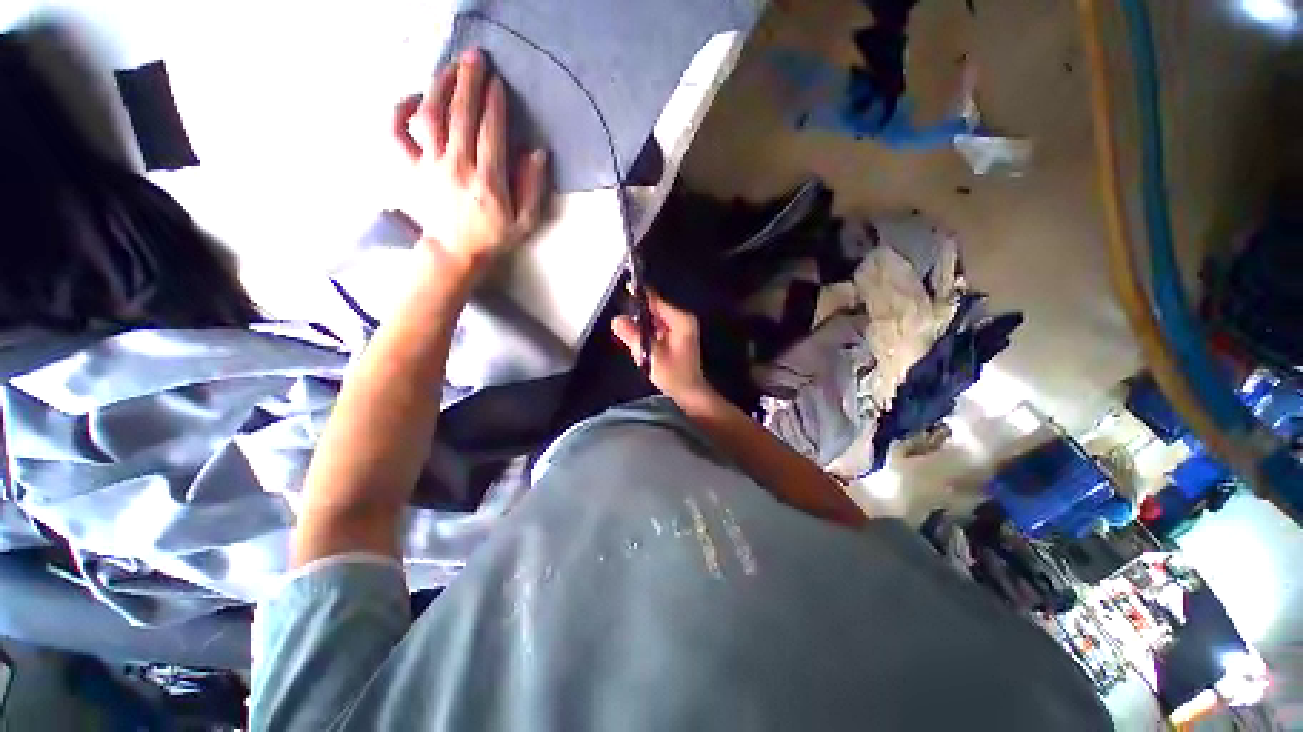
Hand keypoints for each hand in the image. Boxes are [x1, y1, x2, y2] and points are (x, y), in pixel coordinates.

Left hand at [393, 48, 547, 272]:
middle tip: (476, 57)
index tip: (498, 82)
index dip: (494, 103)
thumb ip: (532, 188)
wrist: (455, 253)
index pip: (491, 132)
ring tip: (450, 67)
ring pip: (430, 115)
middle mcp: (457, 166)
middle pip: (461, 115)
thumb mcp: (525, 222)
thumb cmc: (493, 237)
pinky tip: (413, 99)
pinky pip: (397, 134)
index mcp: (488, 180)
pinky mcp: (411, 168)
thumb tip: (536, 153)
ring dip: (439, 86)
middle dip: (469, 82)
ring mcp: (430, 165)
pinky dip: (400, 112)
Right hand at [612, 291, 715, 405]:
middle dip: (639, 314)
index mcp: (681, 320)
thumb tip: (617, 320)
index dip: (641, 294)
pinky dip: (648, 331)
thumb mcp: (650, 355)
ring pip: (656, 318)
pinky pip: (658, 326)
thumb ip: (633, 336)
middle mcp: (683, 320)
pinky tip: (641, 342)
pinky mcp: (677, 336)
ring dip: (643, 325)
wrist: (689, 392)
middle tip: (625, 323)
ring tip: (632, 336)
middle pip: (656, 308)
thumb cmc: (674, 375)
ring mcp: (681, 327)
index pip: (657, 301)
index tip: (626, 286)